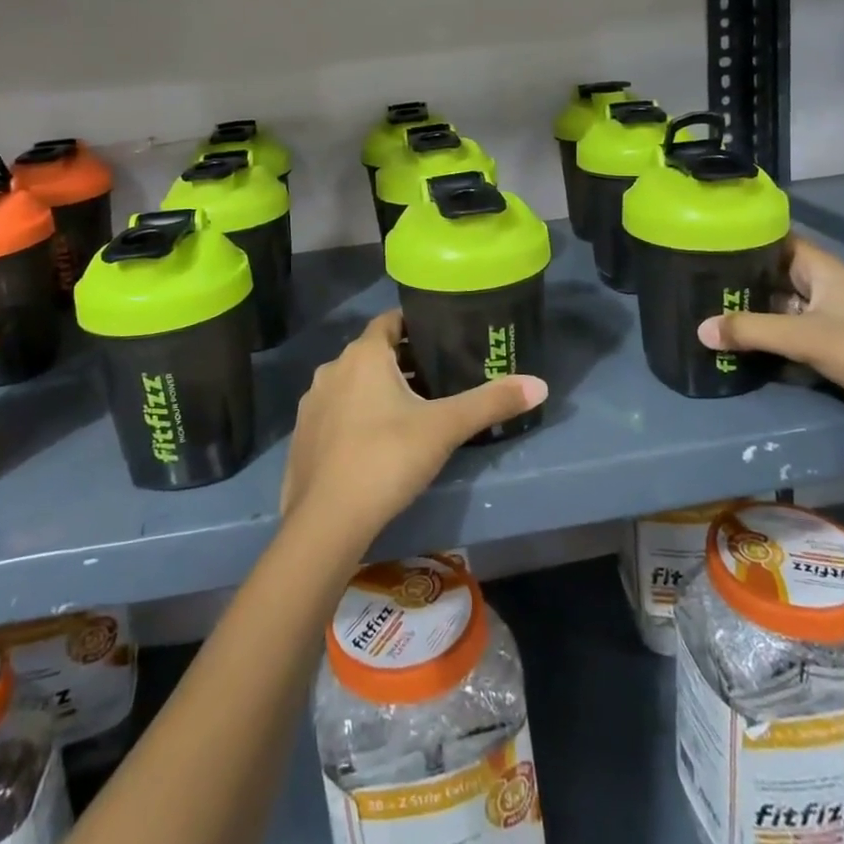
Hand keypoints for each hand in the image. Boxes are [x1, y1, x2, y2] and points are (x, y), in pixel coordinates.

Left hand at [281, 310, 547, 547]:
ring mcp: (313, 403)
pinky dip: (356, 416)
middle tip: (439, 378)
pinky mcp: (303, 436)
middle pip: (373, 353)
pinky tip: (376, 443)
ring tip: (412, 411)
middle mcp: (332, 369)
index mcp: (364, 355)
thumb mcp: (445, 428)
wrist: (326, 521)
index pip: (391, 321)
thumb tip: (541, 384)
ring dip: (378, 389)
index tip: (442, 336)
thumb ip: (491, 402)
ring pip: (352, 383)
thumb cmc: (387, 458)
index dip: (416, 325)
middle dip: (403, 360)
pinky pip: (336, 412)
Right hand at [696, 237, 843, 468]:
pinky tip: (728, 349)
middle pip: (770, 279)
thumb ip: (752, 331)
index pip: (776, 242)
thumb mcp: (809, 338)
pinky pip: (785, 344)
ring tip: (698, 315)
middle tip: (689, 285)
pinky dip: (761, 346)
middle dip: (735, 284)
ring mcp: (825, 325)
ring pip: (775, 314)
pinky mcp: (827, 355)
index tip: (703, 242)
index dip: (743, 239)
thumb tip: (700, 329)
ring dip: (746, 319)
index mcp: (823, 272)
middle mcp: (821, 292)